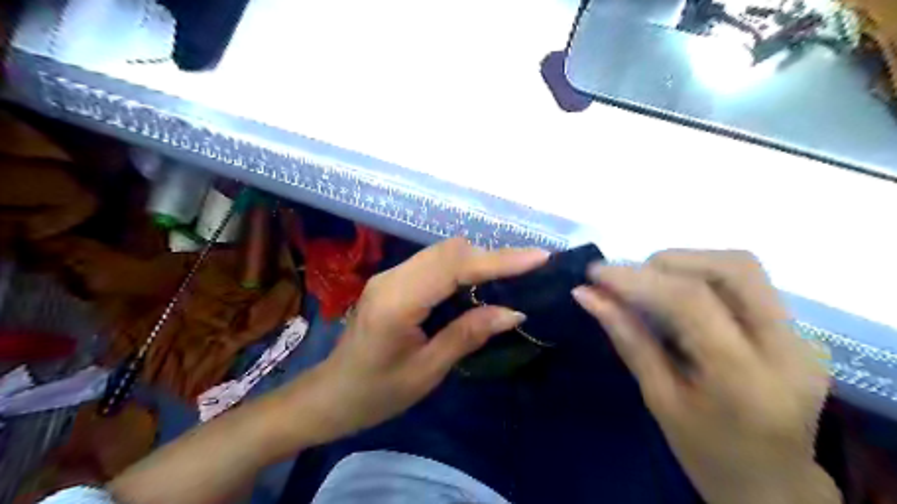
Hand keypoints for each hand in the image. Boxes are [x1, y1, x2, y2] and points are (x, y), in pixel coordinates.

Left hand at [297, 237, 545, 444]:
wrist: (330, 395)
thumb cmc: (376, 393)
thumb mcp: (427, 371)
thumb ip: (468, 335)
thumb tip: (513, 312)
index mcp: (398, 302)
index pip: (455, 267)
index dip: (498, 259)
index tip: (538, 257)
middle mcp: (392, 278)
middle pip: (449, 250)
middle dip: (492, 256)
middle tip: (530, 268)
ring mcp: (390, 275)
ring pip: (442, 252)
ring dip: (478, 259)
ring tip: (513, 273)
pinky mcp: (393, 280)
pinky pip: (434, 262)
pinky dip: (462, 266)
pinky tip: (479, 280)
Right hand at [575, 250, 841, 503]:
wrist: (773, 485)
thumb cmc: (705, 453)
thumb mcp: (658, 398)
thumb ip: (628, 338)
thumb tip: (587, 295)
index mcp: (745, 378)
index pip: (691, 301)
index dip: (637, 278)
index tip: (595, 274)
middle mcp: (787, 348)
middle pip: (732, 268)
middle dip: (669, 261)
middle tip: (629, 279)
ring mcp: (801, 338)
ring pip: (743, 268)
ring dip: (687, 265)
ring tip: (649, 285)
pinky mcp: (799, 332)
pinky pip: (746, 284)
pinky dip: (702, 277)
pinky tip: (677, 296)